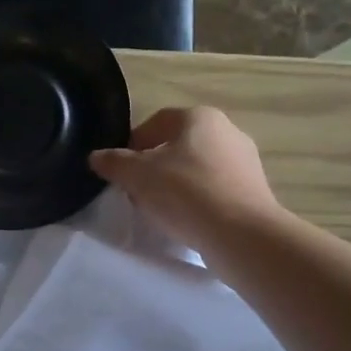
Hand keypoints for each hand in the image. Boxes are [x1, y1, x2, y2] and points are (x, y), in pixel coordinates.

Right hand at [89, 107, 279, 247]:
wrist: (241, 233)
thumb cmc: (185, 192)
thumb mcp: (137, 175)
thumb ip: (113, 162)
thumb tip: (96, 157)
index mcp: (199, 117)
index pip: (156, 123)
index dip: (132, 145)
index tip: (121, 170)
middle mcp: (227, 131)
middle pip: (178, 145)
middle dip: (154, 166)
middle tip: (137, 190)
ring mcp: (245, 161)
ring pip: (197, 168)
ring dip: (175, 184)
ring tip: (160, 209)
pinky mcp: (255, 190)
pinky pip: (215, 189)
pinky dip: (198, 200)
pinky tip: (186, 220)